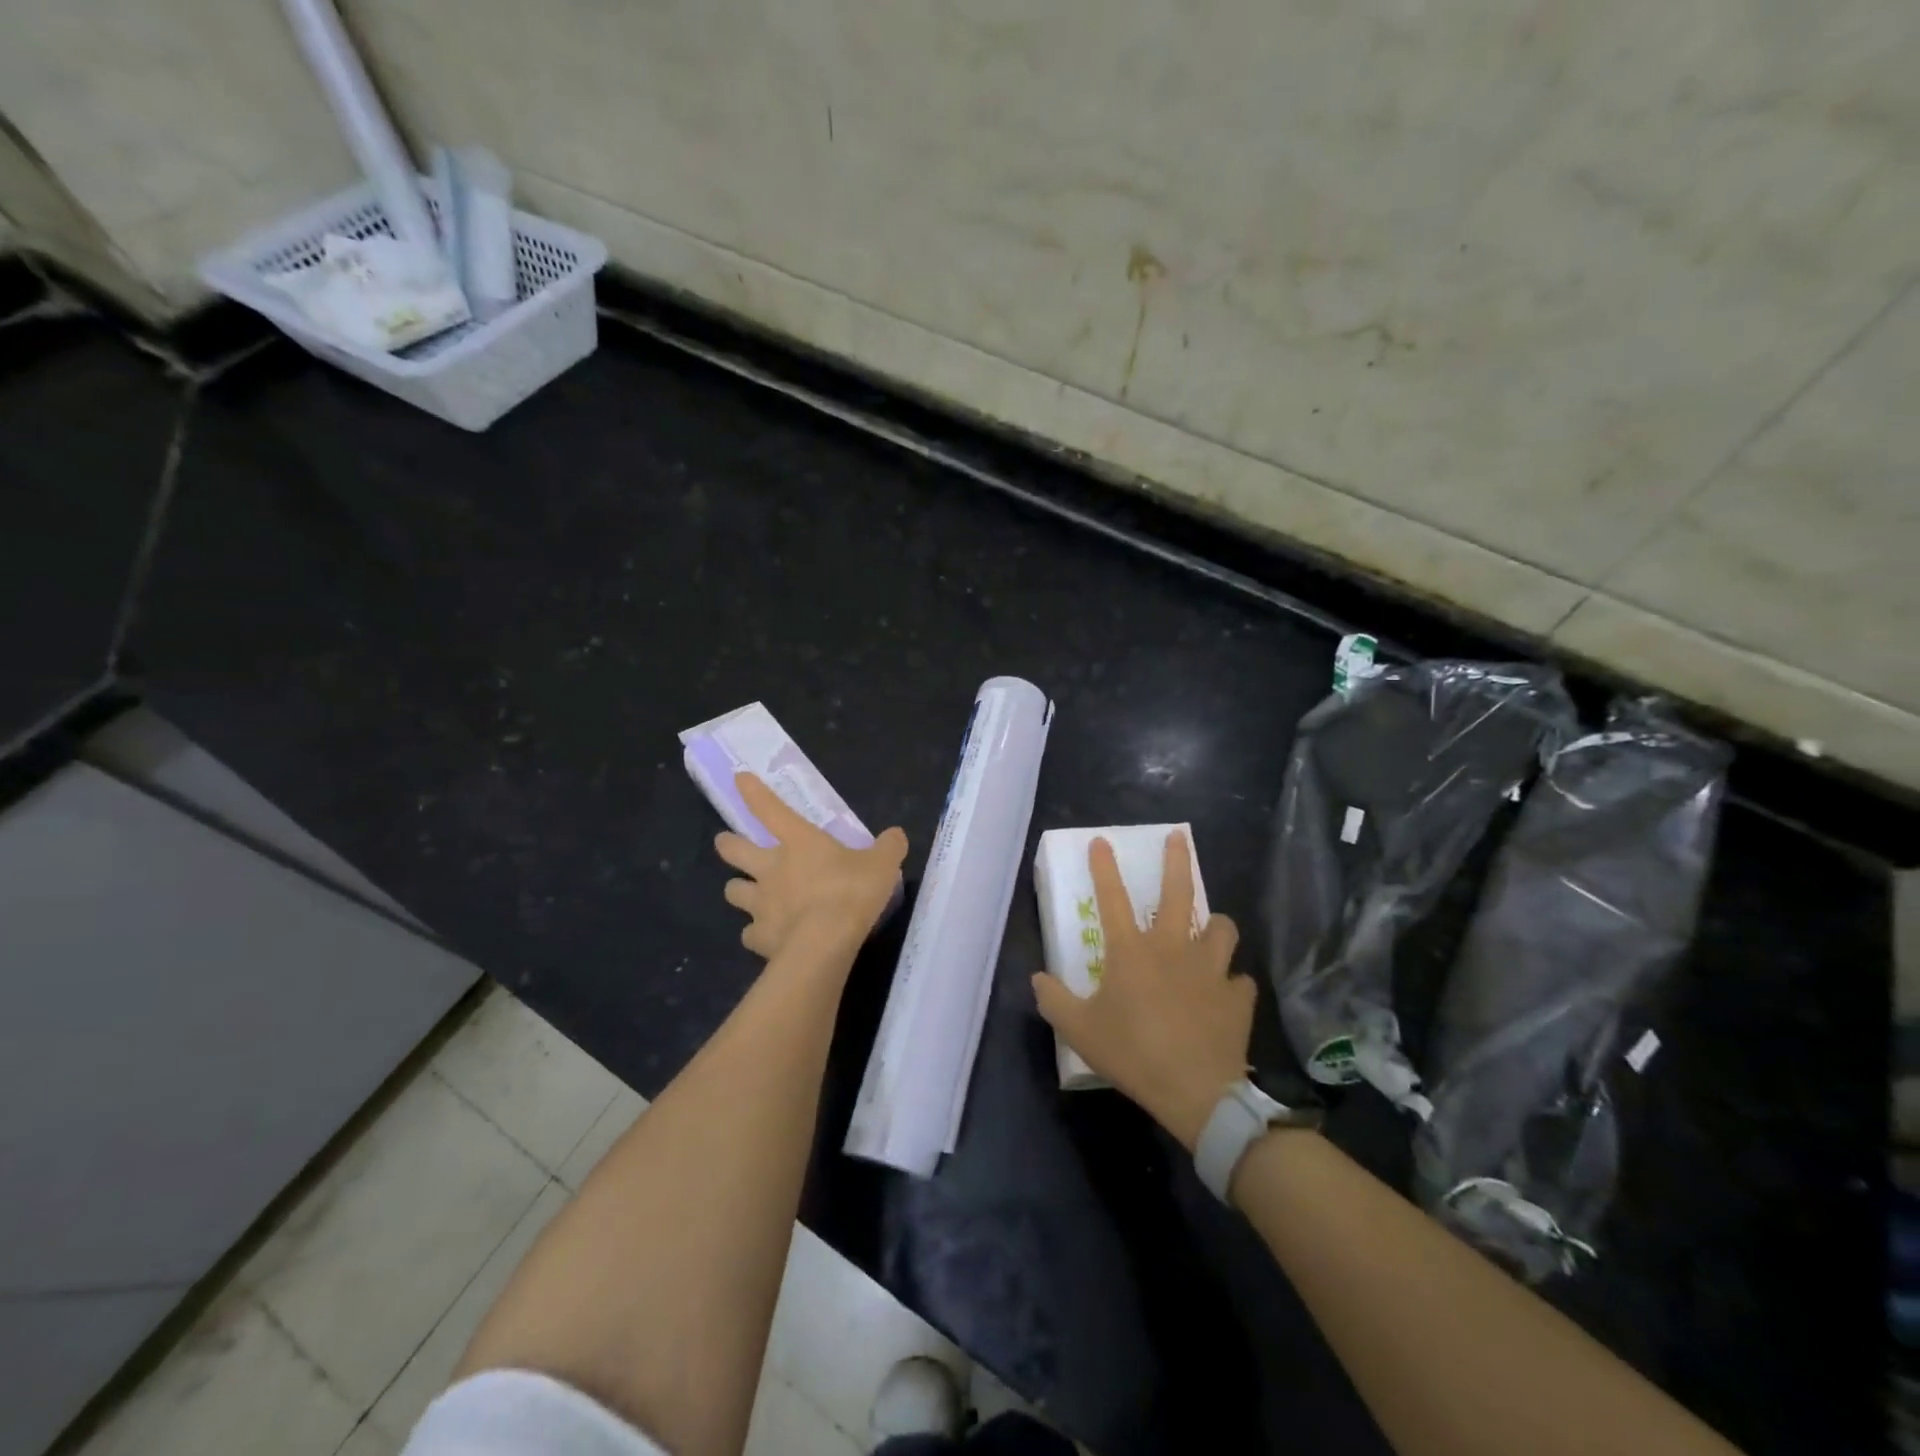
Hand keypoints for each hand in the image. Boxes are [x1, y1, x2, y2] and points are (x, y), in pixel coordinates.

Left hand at [715, 772, 907, 960]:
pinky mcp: (759, 937)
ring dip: (739, 889)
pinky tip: (766, 936)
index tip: (739, 778)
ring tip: (748, 895)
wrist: (824, 944)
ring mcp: (760, 904)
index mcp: (798, 842)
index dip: (753, 792)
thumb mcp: (882, 865)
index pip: (770, 809)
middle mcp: (771, 868)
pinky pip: (749, 933)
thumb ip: (888, 847)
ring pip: (733, 891)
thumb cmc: (851, 893)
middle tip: (726, 843)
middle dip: (727, 844)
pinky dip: (755, 933)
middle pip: (734, 850)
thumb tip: (895, 835)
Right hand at [1032, 832, 1253, 1150]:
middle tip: (1179, 837)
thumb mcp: (1079, 1031)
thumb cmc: (1132, 1054)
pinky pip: (1239, 979)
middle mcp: (1173, 948)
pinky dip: (1231, 983)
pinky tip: (1224, 994)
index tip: (1102, 840)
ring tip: (1210, 930)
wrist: (1196, 1092)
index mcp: (1132, 951)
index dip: (1104, 867)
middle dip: (1178, 860)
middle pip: (1179, 892)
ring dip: (1215, 925)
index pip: (1112, 898)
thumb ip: (1054, 1000)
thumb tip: (1038, 979)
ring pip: (1223, 927)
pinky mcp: (1237, 996)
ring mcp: (1211, 969)